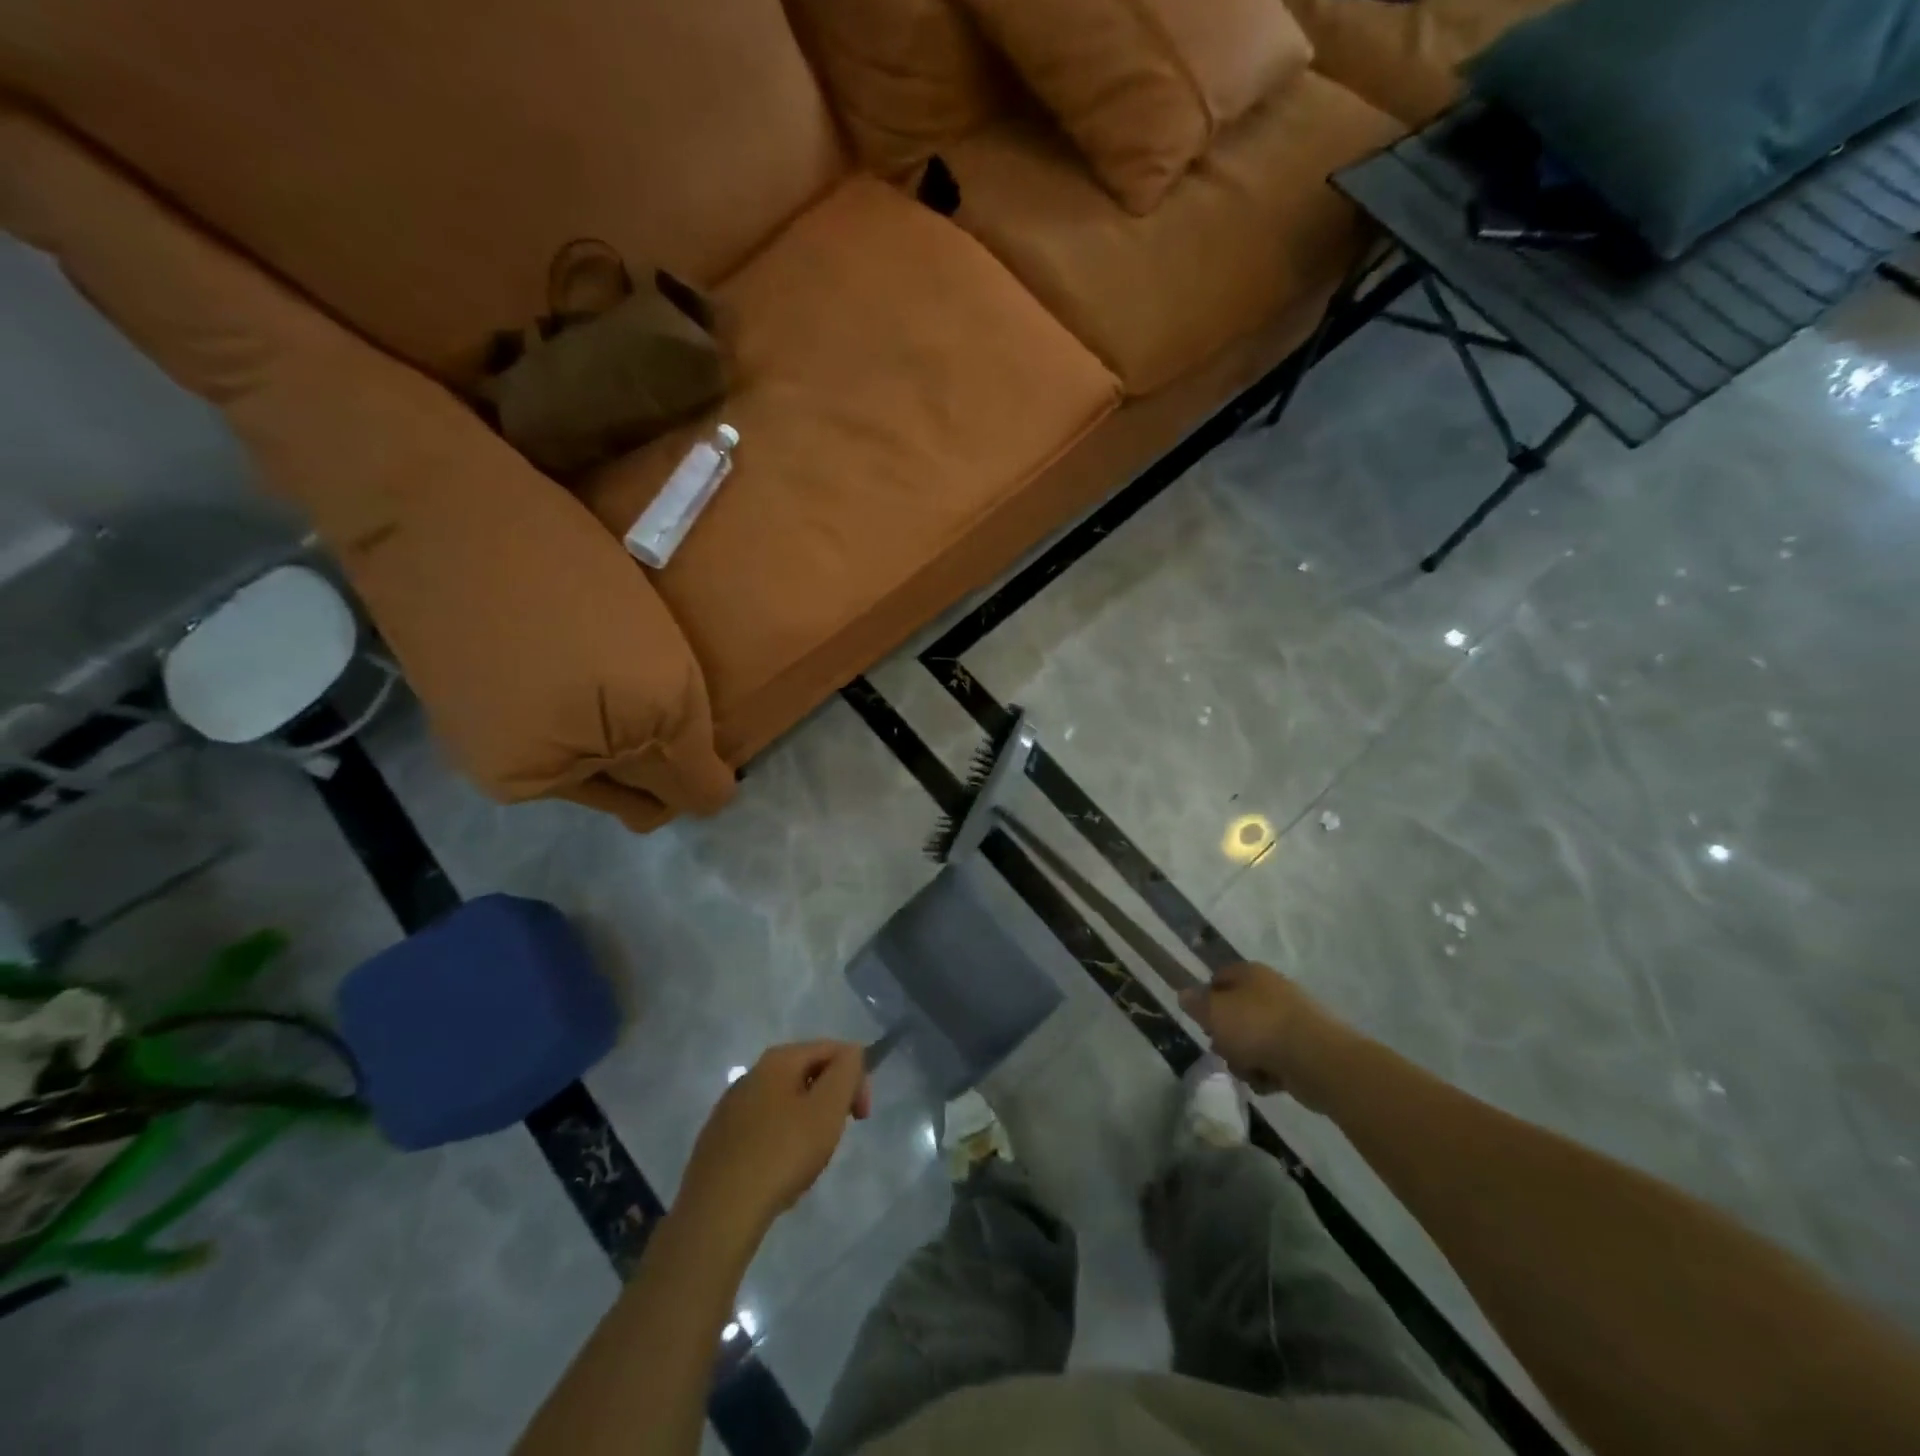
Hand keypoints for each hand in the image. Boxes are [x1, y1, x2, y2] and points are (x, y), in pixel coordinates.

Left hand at [678, 1041, 871, 1233]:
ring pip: (785, 1103)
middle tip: (835, 1139)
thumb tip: (851, 1054)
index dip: (855, 1077)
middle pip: (808, 1075)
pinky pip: (763, 1129)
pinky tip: (778, 1174)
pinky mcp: (718, 1139)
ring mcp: (730, 1107)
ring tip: (807, 1162)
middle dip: (830, 1102)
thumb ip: (846, 1072)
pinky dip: (780, 1143)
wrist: (717, 1213)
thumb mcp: (827, 1108)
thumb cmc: (781, 1154)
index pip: (832, 1049)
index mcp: (778, 1060)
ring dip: (806, 1124)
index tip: (861, 1116)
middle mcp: (751, 1074)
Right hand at [1180, 962, 1345, 1110]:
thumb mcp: (1214, 1012)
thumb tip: (1184, 994)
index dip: (1207, 999)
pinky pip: (1275, 1060)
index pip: (1219, 978)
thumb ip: (1196, 1003)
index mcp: (1251, 974)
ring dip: (1245, 1059)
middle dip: (1226, 1036)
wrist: (1317, 1059)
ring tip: (1249, 1070)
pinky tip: (1268, 1082)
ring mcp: (1291, 1020)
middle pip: (1236, 1013)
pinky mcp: (1305, 1049)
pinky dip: (1268, 1073)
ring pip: (1253, 1040)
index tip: (1202, 1022)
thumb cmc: (1258, 1027)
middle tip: (1224, 1049)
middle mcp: (1272, 991)